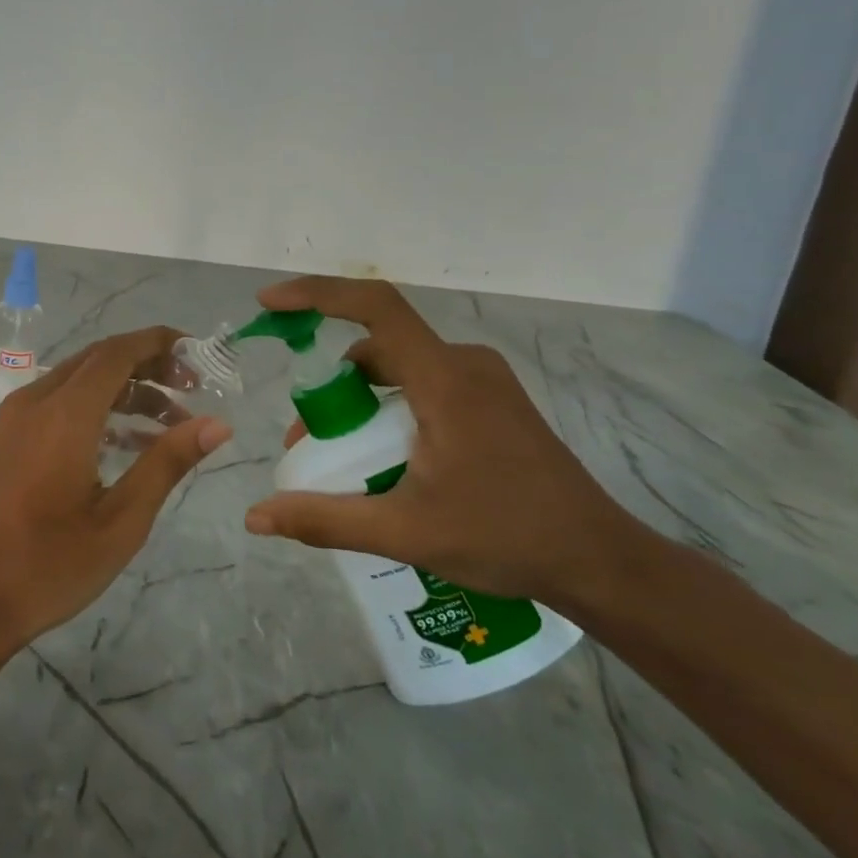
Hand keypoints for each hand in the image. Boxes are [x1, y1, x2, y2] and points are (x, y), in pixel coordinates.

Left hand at [0, 327, 231, 650]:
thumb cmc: (52, 564)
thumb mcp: (122, 519)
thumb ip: (167, 462)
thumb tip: (217, 424)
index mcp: (64, 414)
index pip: (117, 353)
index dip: (159, 343)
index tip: (199, 353)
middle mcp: (37, 400)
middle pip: (100, 359)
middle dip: (148, 364)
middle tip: (193, 388)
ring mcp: (19, 417)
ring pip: (81, 379)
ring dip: (126, 389)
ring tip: (173, 421)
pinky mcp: (12, 436)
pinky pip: (62, 401)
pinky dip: (99, 407)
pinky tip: (131, 442)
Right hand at [242, 278, 646, 604]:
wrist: (600, 562)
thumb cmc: (505, 538)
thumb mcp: (405, 532)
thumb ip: (325, 519)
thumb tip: (256, 516)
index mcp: (444, 379)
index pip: (374, 306)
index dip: (316, 294)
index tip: (269, 304)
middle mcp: (464, 364)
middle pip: (377, 347)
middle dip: (331, 385)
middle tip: (307, 440)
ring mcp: (484, 381)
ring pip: (400, 368)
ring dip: (361, 400)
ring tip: (346, 458)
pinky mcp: (494, 401)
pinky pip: (424, 384)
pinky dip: (391, 407)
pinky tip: (390, 458)